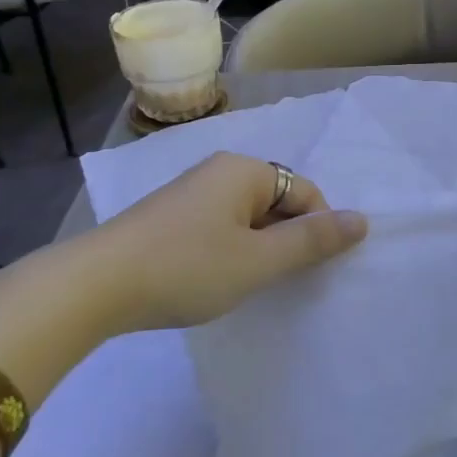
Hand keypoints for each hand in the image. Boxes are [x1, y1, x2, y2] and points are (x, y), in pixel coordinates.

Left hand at [91, 153, 366, 332]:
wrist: (94, 286)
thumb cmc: (186, 267)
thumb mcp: (258, 260)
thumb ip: (312, 242)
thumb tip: (362, 220)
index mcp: (245, 170)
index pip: (305, 192)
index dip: (317, 230)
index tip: (310, 271)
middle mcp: (219, 171)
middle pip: (277, 201)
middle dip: (287, 240)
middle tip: (281, 281)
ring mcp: (191, 193)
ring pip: (247, 218)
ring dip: (259, 249)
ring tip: (250, 284)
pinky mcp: (170, 218)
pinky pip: (220, 227)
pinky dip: (231, 251)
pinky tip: (217, 280)